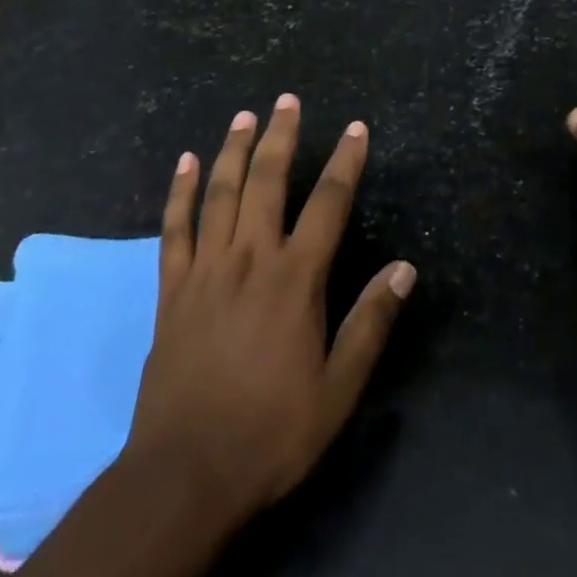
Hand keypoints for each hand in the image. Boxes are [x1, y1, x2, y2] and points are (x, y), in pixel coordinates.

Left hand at [124, 95, 414, 530]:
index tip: (356, 128)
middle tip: (287, 100)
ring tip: (244, 116)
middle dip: (280, 137)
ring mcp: (206, 270)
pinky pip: (174, 229)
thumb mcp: (338, 390)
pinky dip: (178, 192)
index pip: (328, 204)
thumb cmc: (271, 432)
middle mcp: (250, 259)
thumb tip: (404, 268)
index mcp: (295, 280)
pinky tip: (183, 163)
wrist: (186, 476)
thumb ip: (371, 324)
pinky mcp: (172, 290)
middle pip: (268, 182)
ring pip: (220, 194)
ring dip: (233, 150)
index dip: (346, 162)